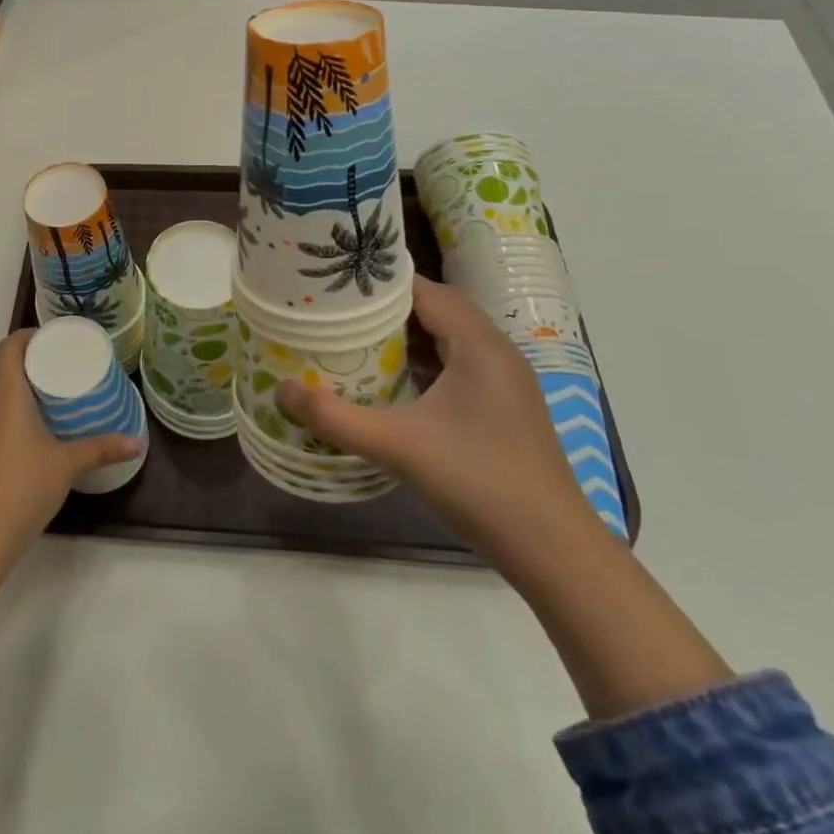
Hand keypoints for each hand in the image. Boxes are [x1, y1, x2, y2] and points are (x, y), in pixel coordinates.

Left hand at [0, 330, 143, 559]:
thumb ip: (102, 449)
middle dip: (35, 361)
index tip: (57, 340)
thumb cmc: (22, 488)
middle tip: (68, 366)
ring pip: (0, 394)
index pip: (9, 346)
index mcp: (5, 394)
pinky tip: (39, 430)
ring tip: (58, 394)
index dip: (30, 335)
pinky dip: (16, 411)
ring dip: (25, 387)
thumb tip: (138, 442)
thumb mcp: (67, 465)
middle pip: (5, 367)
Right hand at [277, 275, 604, 562]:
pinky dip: (424, 363)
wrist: (553, 550)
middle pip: (436, 310)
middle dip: (387, 308)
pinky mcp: (504, 408)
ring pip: (448, 339)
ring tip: (356, 339)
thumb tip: (280, 390)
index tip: (336, 284)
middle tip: (337, 311)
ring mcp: (505, 382)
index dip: (382, 283)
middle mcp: (496, 352)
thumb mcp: (397, 446)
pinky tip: (393, 383)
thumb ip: (336, 417)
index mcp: (479, 344)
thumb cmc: (478, 482)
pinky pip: (458, 366)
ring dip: (406, 337)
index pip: (425, 290)